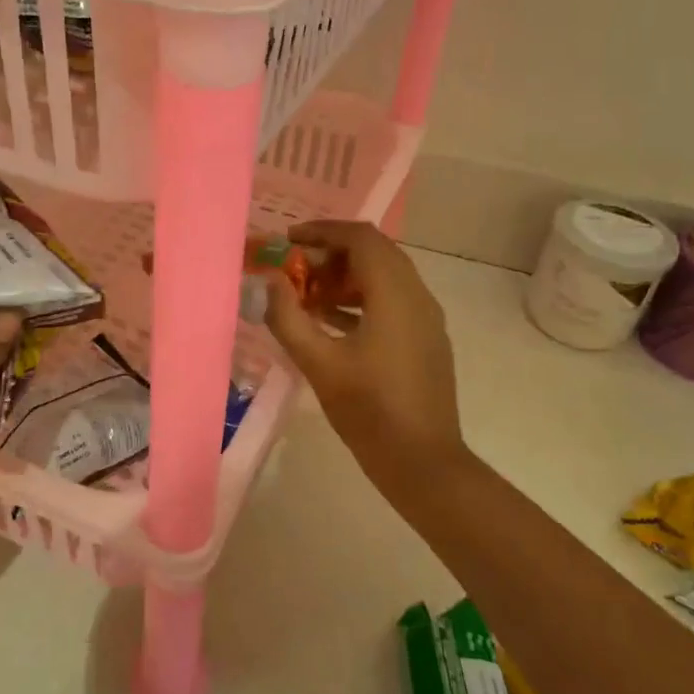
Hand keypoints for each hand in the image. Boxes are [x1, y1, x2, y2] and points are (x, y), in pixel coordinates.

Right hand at [263, 220, 472, 499]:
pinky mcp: (425, 340)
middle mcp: (417, 296)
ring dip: (344, 278)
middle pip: (374, 253)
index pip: (361, 238)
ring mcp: (425, 319)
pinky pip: (391, 301)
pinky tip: (328, 322)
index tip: (287, 241)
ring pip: (383, 277)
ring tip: (305, 297)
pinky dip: (359, 300)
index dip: (322, 231)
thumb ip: (288, 318)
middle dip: (330, 255)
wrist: (423, 462)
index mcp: (395, 294)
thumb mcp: (319, 364)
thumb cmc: (370, 411)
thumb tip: (268, 282)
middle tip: (292, 271)